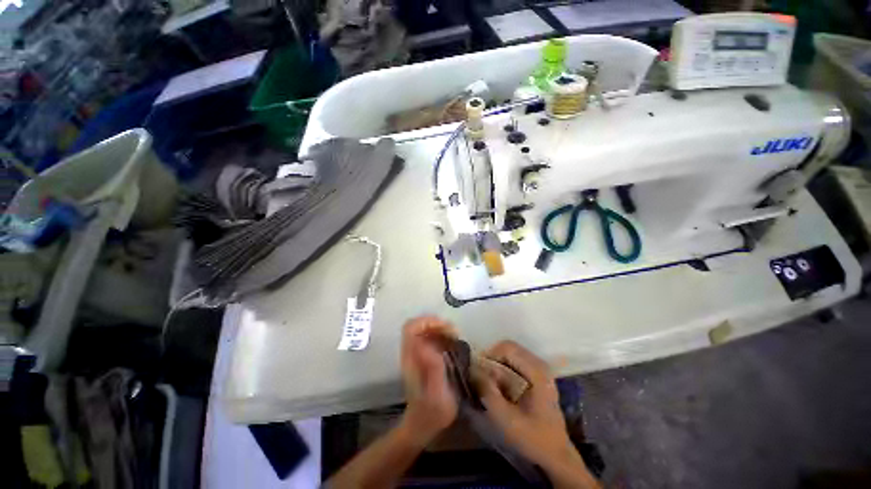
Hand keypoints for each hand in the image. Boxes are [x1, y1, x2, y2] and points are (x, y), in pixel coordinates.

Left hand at [399, 316, 457, 444]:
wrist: (424, 424)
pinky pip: (431, 338)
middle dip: (437, 324)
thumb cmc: (432, 412)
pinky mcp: (423, 357)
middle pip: (418, 325)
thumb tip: (429, 345)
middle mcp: (411, 352)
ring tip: (456, 338)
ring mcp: (416, 353)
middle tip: (454, 333)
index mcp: (411, 358)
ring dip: (441, 329)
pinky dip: (442, 336)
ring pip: (425, 330)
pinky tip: (453, 345)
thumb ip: (434, 369)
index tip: (446, 328)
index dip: (427, 322)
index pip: (411, 328)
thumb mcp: (437, 394)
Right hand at [475, 341, 581, 472]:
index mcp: (537, 372)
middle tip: (481, 376)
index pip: (507, 348)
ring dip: (497, 363)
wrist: (555, 456)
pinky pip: (515, 362)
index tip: (478, 372)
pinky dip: (503, 368)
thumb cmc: (532, 438)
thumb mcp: (506, 419)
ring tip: (488, 381)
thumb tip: (473, 370)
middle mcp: (540, 364)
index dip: (489, 355)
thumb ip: (488, 392)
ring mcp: (540, 369)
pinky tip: (499, 385)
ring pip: (511, 353)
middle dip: (492, 359)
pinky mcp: (538, 376)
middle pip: (509, 347)